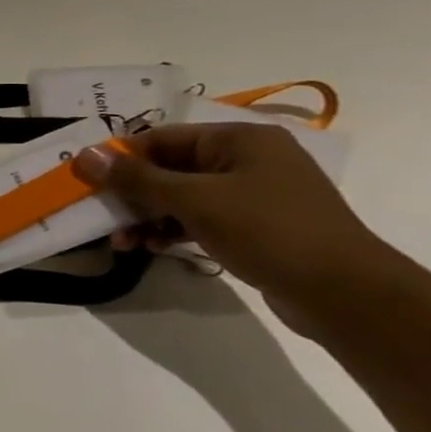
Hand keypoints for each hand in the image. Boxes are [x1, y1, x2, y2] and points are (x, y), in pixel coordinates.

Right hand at [72, 123, 394, 335]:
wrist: (345, 293)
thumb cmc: (269, 230)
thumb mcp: (194, 200)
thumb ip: (136, 178)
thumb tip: (86, 155)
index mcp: (239, 139)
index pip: (161, 138)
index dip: (121, 158)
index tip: (86, 181)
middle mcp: (247, 159)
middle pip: (168, 168)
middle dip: (131, 193)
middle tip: (100, 215)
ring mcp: (252, 194)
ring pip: (180, 197)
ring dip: (146, 216)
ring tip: (121, 242)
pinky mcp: (253, 225)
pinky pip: (198, 218)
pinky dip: (170, 229)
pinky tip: (149, 247)